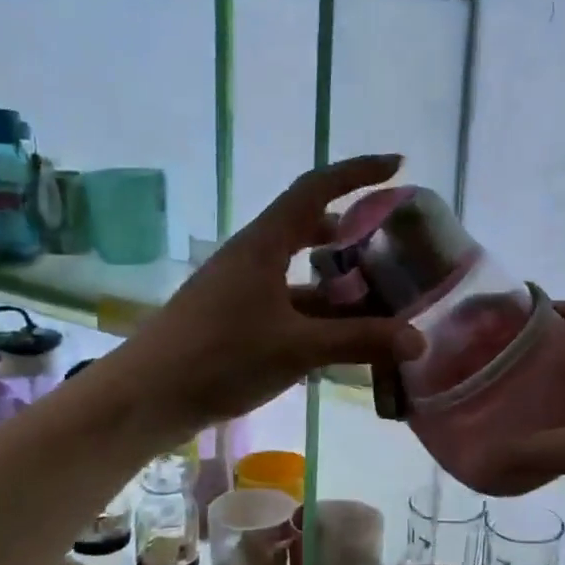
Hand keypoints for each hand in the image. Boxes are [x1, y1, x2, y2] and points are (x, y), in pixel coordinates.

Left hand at [116, 154, 423, 437]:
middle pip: (309, 228)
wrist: (146, 398)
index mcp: (264, 245)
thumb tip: (418, 340)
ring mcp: (242, 290)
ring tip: (380, 298)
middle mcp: (253, 258)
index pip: (315, 189)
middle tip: (393, 245)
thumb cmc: (219, 357)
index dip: (357, 173)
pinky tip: (344, 339)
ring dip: (338, 281)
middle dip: (352, 233)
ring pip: (301, 273)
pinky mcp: (237, 320)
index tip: (397, 166)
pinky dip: (320, 315)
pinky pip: (289, 305)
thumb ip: (359, 341)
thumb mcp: (297, 348)